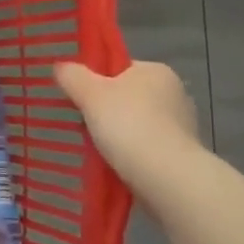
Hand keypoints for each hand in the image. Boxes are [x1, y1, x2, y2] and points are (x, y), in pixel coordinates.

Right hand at [54, 60, 201, 199]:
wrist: (166, 176)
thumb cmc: (128, 125)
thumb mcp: (90, 94)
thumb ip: (72, 76)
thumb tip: (62, 67)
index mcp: (156, 71)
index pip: (117, 69)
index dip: (93, 81)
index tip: (76, 98)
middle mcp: (173, 92)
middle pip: (125, 96)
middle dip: (103, 110)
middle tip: (79, 124)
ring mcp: (181, 124)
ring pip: (134, 123)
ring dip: (115, 133)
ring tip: (92, 147)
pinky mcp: (181, 153)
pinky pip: (144, 146)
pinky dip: (128, 152)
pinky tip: (113, 162)